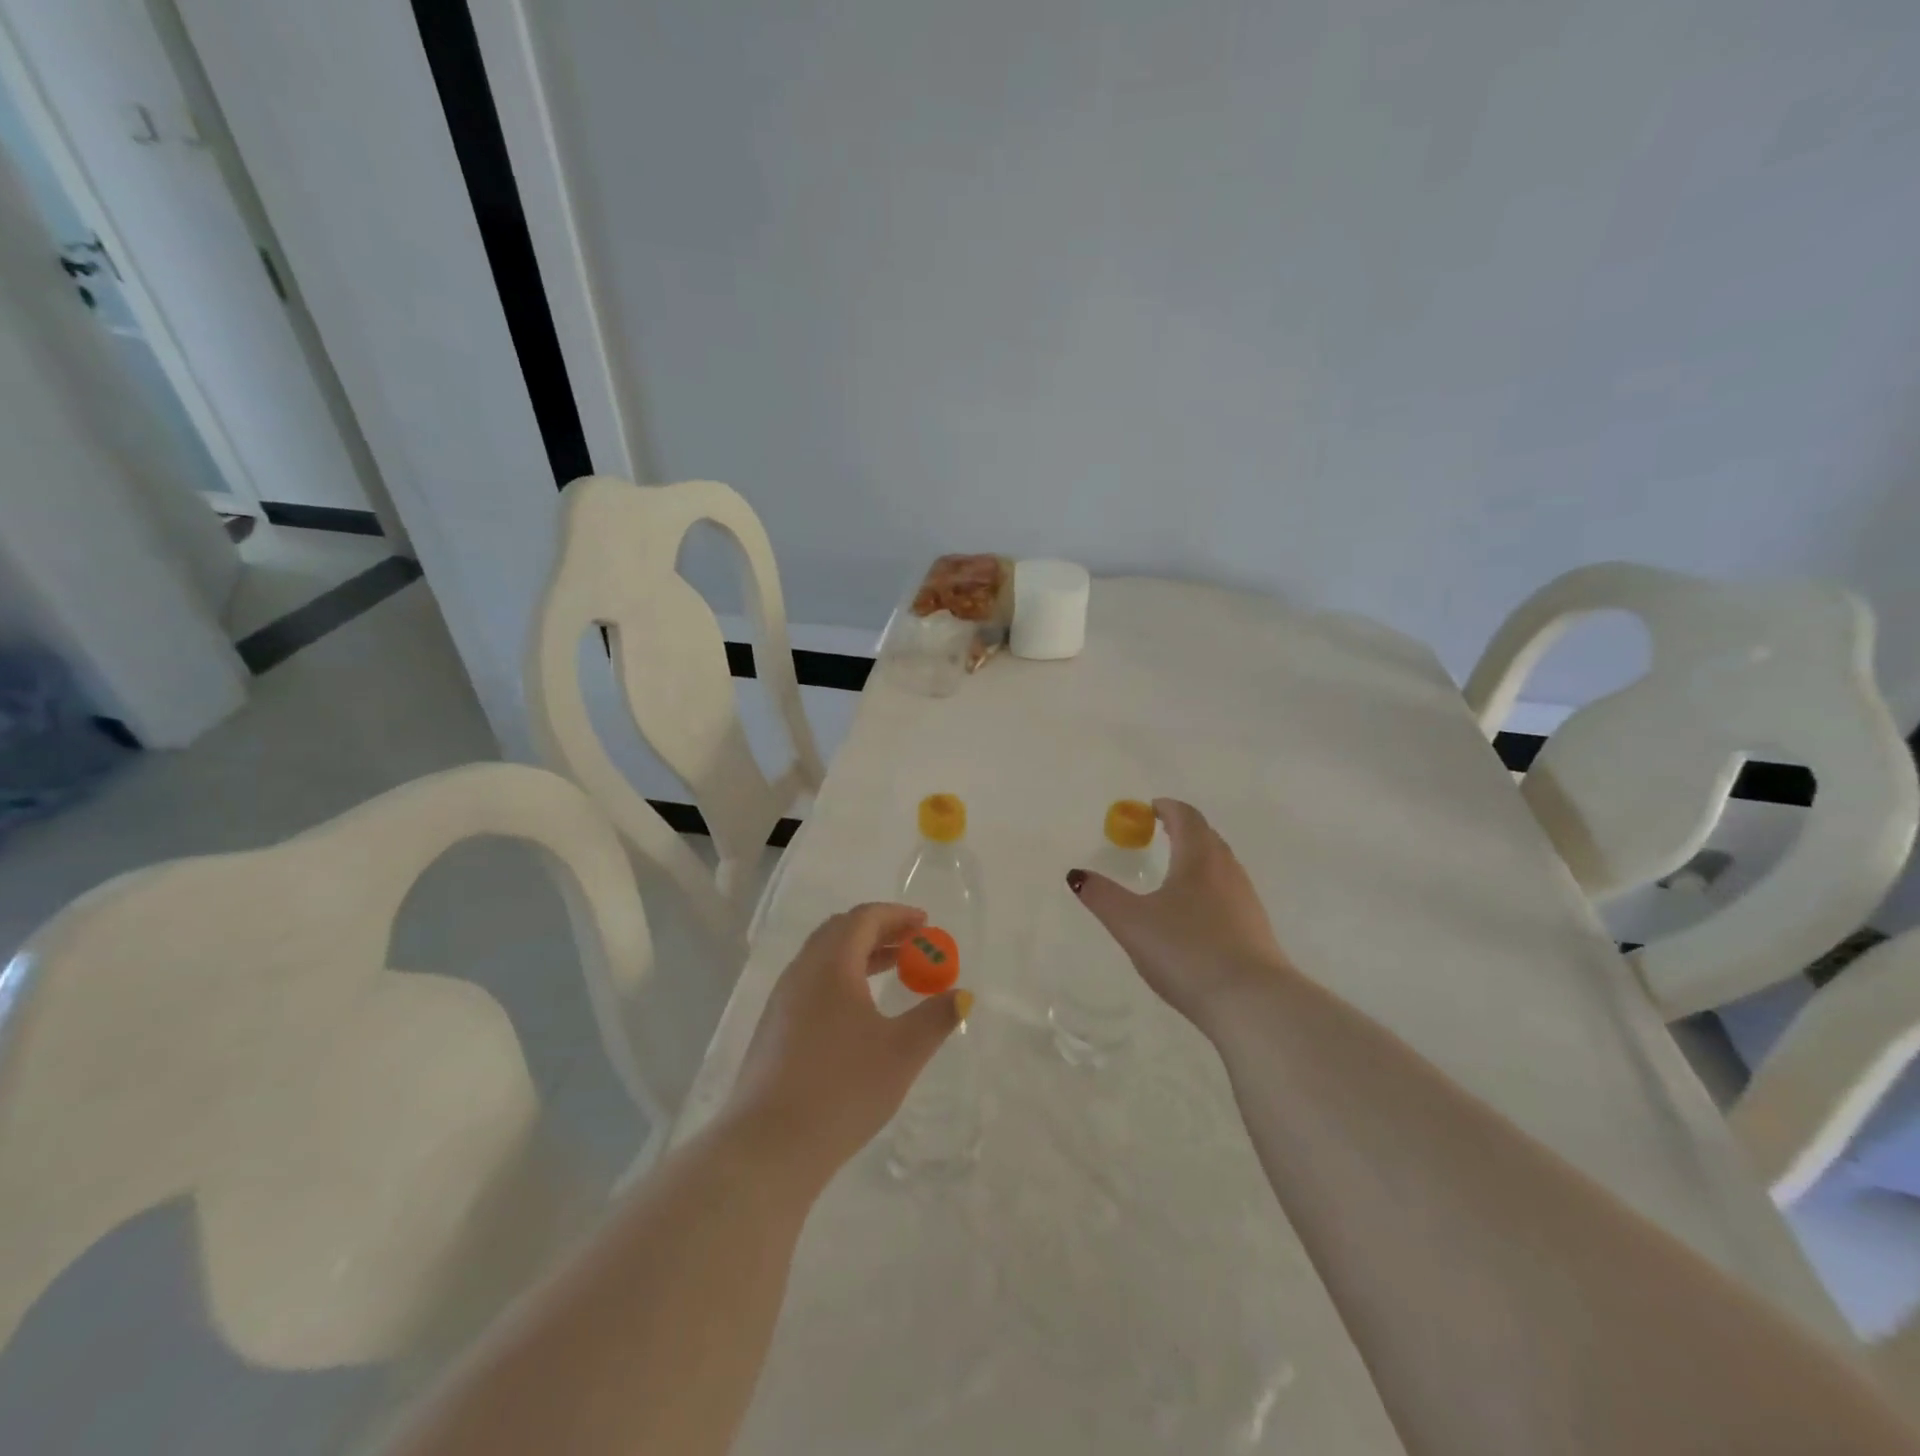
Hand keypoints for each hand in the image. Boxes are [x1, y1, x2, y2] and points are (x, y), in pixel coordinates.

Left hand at [722, 903, 966, 1182]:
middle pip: (840, 931)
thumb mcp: (902, 1052)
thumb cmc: (843, 1088)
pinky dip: (841, 978)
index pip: (864, 918)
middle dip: (879, 931)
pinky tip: (859, 1011)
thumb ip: (936, 1017)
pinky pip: (812, 983)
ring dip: (859, 955)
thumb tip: (961, 995)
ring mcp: (782, 1000)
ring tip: (893, 971)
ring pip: (823, 958)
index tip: (925, 924)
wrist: (769, 1146)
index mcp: (831, 964)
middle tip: (912, 944)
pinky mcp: (773, 1029)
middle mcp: (801, 971)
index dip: (897, 915)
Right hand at [1068, 798, 1294, 1031]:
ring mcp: (1246, 900)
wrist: (1250, 1001)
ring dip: (1200, 857)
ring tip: (1177, 870)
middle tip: (1162, 833)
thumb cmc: (1186, 950)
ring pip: (1222, 864)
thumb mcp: (1131, 923)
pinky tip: (1198, 913)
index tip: (1151, 808)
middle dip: (1185, 829)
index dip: (1168, 808)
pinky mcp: (1256, 928)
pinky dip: (1211, 886)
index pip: (1187, 817)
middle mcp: (1227, 870)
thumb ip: (1102, 896)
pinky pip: (1230, 892)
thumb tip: (1077, 875)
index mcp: (1198, 859)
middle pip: (1208, 837)